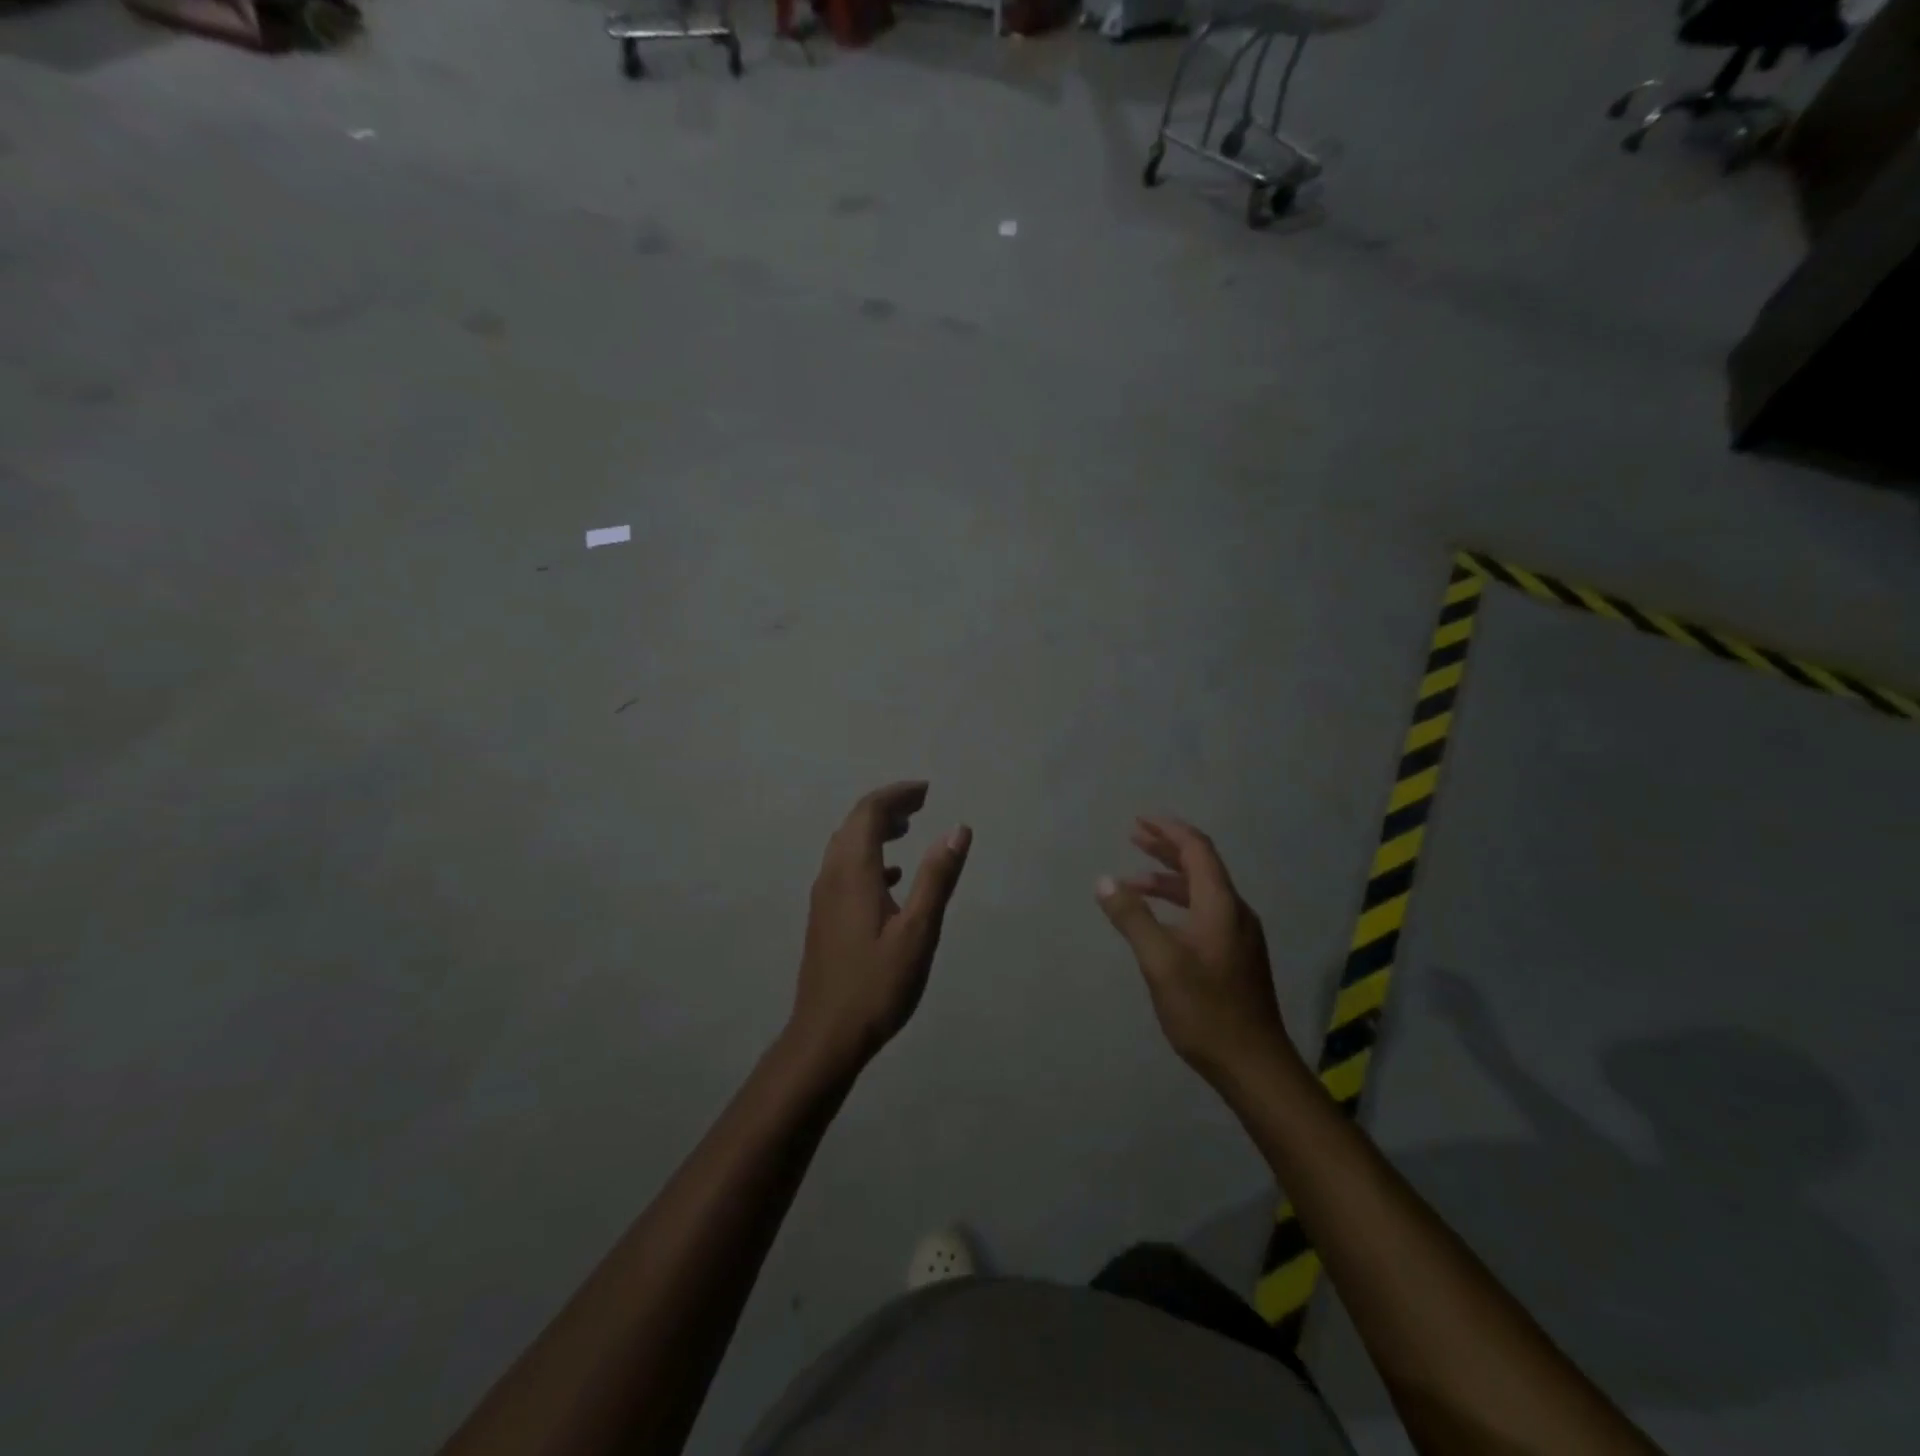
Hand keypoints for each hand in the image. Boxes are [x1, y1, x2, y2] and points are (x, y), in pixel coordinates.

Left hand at [790, 781, 971, 1072]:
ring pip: (847, 846)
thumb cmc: (876, 984)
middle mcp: (832, 876)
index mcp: (853, 872)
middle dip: (886, 807)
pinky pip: (845, 870)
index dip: (897, 795)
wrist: (826, 1035)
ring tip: (908, 829)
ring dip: (875, 830)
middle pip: (854, 824)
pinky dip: (870, 859)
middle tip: (921, 804)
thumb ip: (937, 878)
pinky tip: (892, 878)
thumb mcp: (918, 931)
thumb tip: (958, 829)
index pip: (869, 812)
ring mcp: (824, 897)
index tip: (926, 790)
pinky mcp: (824, 917)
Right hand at [1097, 816, 1297, 1089]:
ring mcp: (1239, 935)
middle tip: (1133, 838)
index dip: (1169, 831)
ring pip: (1202, 892)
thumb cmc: (1205, 1010)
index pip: (1197, 850)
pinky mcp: (1236, 956)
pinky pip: (1205, 912)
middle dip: (1166, 850)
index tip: (1140, 820)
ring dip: (1168, 880)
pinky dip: (1178, 904)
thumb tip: (1104, 880)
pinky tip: (1159, 920)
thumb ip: (1132, 917)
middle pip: (1201, 866)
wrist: (1254, 1065)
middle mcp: (1235, 912)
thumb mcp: (1160, 962)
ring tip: (1133, 882)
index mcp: (1221, 905)